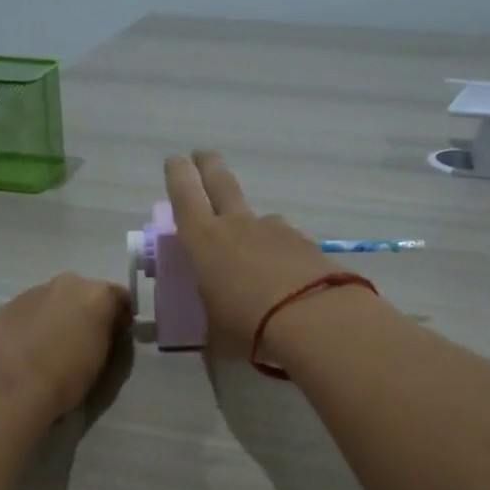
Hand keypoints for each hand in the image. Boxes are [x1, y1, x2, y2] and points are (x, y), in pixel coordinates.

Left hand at [0, 273, 130, 426]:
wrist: (8, 389)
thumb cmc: (65, 378)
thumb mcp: (101, 359)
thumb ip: (105, 335)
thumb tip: (103, 329)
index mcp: (95, 294)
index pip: (119, 297)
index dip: (121, 317)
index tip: (118, 336)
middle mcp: (65, 284)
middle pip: (83, 294)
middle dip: (85, 312)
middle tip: (83, 342)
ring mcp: (31, 292)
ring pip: (52, 301)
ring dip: (56, 317)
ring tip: (50, 349)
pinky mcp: (4, 307)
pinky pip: (28, 313)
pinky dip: (32, 325)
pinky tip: (26, 351)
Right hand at [164, 150, 360, 360]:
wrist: (314, 321)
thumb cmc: (248, 328)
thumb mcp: (217, 334)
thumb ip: (214, 322)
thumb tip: (218, 328)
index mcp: (204, 242)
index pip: (184, 196)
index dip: (177, 175)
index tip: (175, 160)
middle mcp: (239, 226)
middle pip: (221, 183)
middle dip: (209, 165)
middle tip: (204, 155)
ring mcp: (276, 230)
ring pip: (259, 219)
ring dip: (253, 231)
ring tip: (257, 262)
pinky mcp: (307, 243)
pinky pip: (287, 243)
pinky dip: (282, 255)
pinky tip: (288, 279)